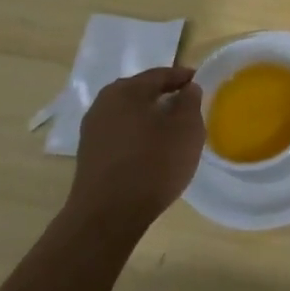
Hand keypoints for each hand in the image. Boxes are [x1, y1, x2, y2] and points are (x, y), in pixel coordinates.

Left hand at [66, 67, 203, 241]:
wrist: (107, 216)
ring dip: (149, 118)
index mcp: (126, 90)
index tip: (200, 82)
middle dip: (164, 96)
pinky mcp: (89, 155)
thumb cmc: (153, 164)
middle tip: (187, 106)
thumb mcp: (186, 129)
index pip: (160, 74)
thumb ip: (190, 102)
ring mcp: (92, 130)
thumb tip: (187, 89)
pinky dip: (137, 136)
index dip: (183, 77)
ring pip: (129, 114)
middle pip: (141, 92)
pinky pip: (120, 134)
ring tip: (171, 131)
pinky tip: (151, 151)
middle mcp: (104, 103)